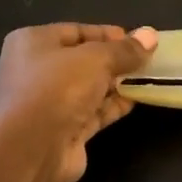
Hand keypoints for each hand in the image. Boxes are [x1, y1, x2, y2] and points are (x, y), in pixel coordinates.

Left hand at [0, 23, 156, 181]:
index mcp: (31, 43)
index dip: (106, 34)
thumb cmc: (58, 87)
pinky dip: (111, 106)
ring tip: (146, 78)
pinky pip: (89, 112)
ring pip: (86, 88)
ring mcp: (44, 104)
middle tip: (144, 60)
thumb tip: (150, 35)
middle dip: (113, 60)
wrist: (32, 149)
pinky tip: (135, 100)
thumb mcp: (97, 58)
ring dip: (115, 84)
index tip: (136, 39)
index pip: (75, 31)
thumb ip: (125, 49)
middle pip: (80, 60)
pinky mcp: (58, 131)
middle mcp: (33, 71)